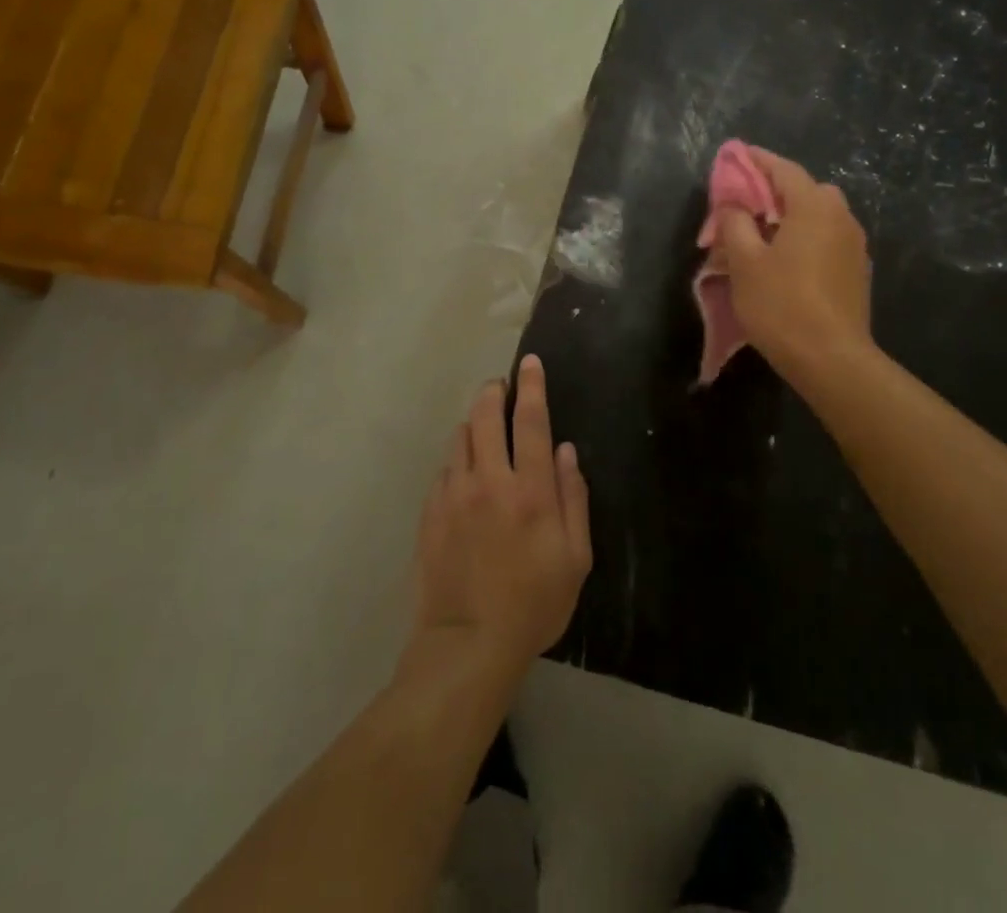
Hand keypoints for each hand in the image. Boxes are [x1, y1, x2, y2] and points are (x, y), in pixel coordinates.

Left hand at [405, 355, 591, 689]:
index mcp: (531, 490)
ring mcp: (455, 493)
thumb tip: (567, 450)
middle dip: (495, 391)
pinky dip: (459, 457)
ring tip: (486, 428)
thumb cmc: (533, 604)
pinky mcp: (431, 510)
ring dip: (476, 421)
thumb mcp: (575, 559)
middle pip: (487, 414)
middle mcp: (490, 480)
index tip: (530, 362)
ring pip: (461, 435)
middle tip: (502, 387)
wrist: (467, 644)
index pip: (532, 421)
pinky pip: (445, 466)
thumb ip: (574, 498)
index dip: (533, 386)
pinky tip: (466, 472)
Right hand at [716, 148, 872, 379]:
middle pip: (804, 190)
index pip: (783, 169)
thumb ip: (735, 222)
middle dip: (774, 190)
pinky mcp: (856, 271)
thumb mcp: (744, 262)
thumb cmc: (782, 304)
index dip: (756, 160)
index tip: (735, 156)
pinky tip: (785, 260)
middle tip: (745, 204)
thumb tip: (734, 204)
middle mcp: (841, 217)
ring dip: (790, 216)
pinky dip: (804, 237)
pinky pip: (826, 239)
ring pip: (817, 216)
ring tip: (761, 234)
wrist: (831, 359)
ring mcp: (854, 245)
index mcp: (814, 206)